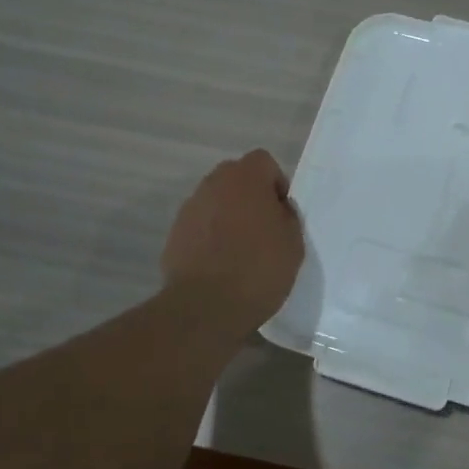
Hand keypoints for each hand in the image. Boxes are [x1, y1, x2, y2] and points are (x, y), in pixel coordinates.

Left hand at [162, 149, 304, 331]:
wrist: (206, 306)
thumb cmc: (258, 269)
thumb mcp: (293, 242)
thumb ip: (286, 215)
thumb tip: (276, 209)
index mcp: (245, 178)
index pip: (263, 161)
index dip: (276, 183)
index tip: (281, 213)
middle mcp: (213, 184)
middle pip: (236, 178)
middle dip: (250, 196)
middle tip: (263, 229)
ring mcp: (190, 208)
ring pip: (216, 201)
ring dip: (229, 216)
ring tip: (241, 250)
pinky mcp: (174, 234)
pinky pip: (200, 225)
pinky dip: (210, 236)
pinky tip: (220, 264)